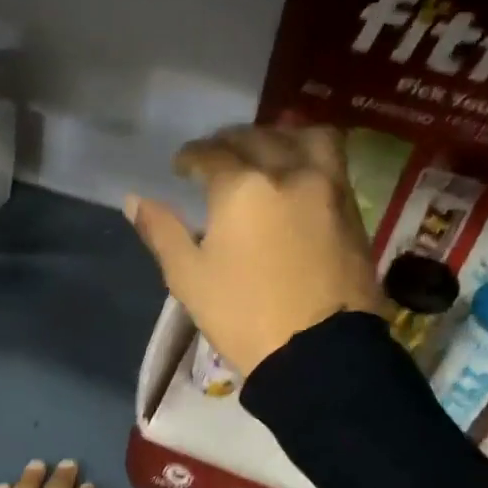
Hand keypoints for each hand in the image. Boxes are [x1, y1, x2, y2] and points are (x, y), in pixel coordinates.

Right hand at [126, 125, 385, 375]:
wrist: (318, 351)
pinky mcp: (352, 208)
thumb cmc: (243, 316)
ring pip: (304, 137)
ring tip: (266, 151)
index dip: (191, 157)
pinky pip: (332, 161)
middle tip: (216, 156)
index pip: (210, 154)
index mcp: (241, 188)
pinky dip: (308, 155)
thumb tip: (135, 200)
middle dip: (229, 141)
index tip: (181, 167)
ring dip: (279, 135)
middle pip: (256, 138)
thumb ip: (163, 232)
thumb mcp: (189, 278)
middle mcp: (287, 173)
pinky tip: (296, 175)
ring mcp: (327, 187)